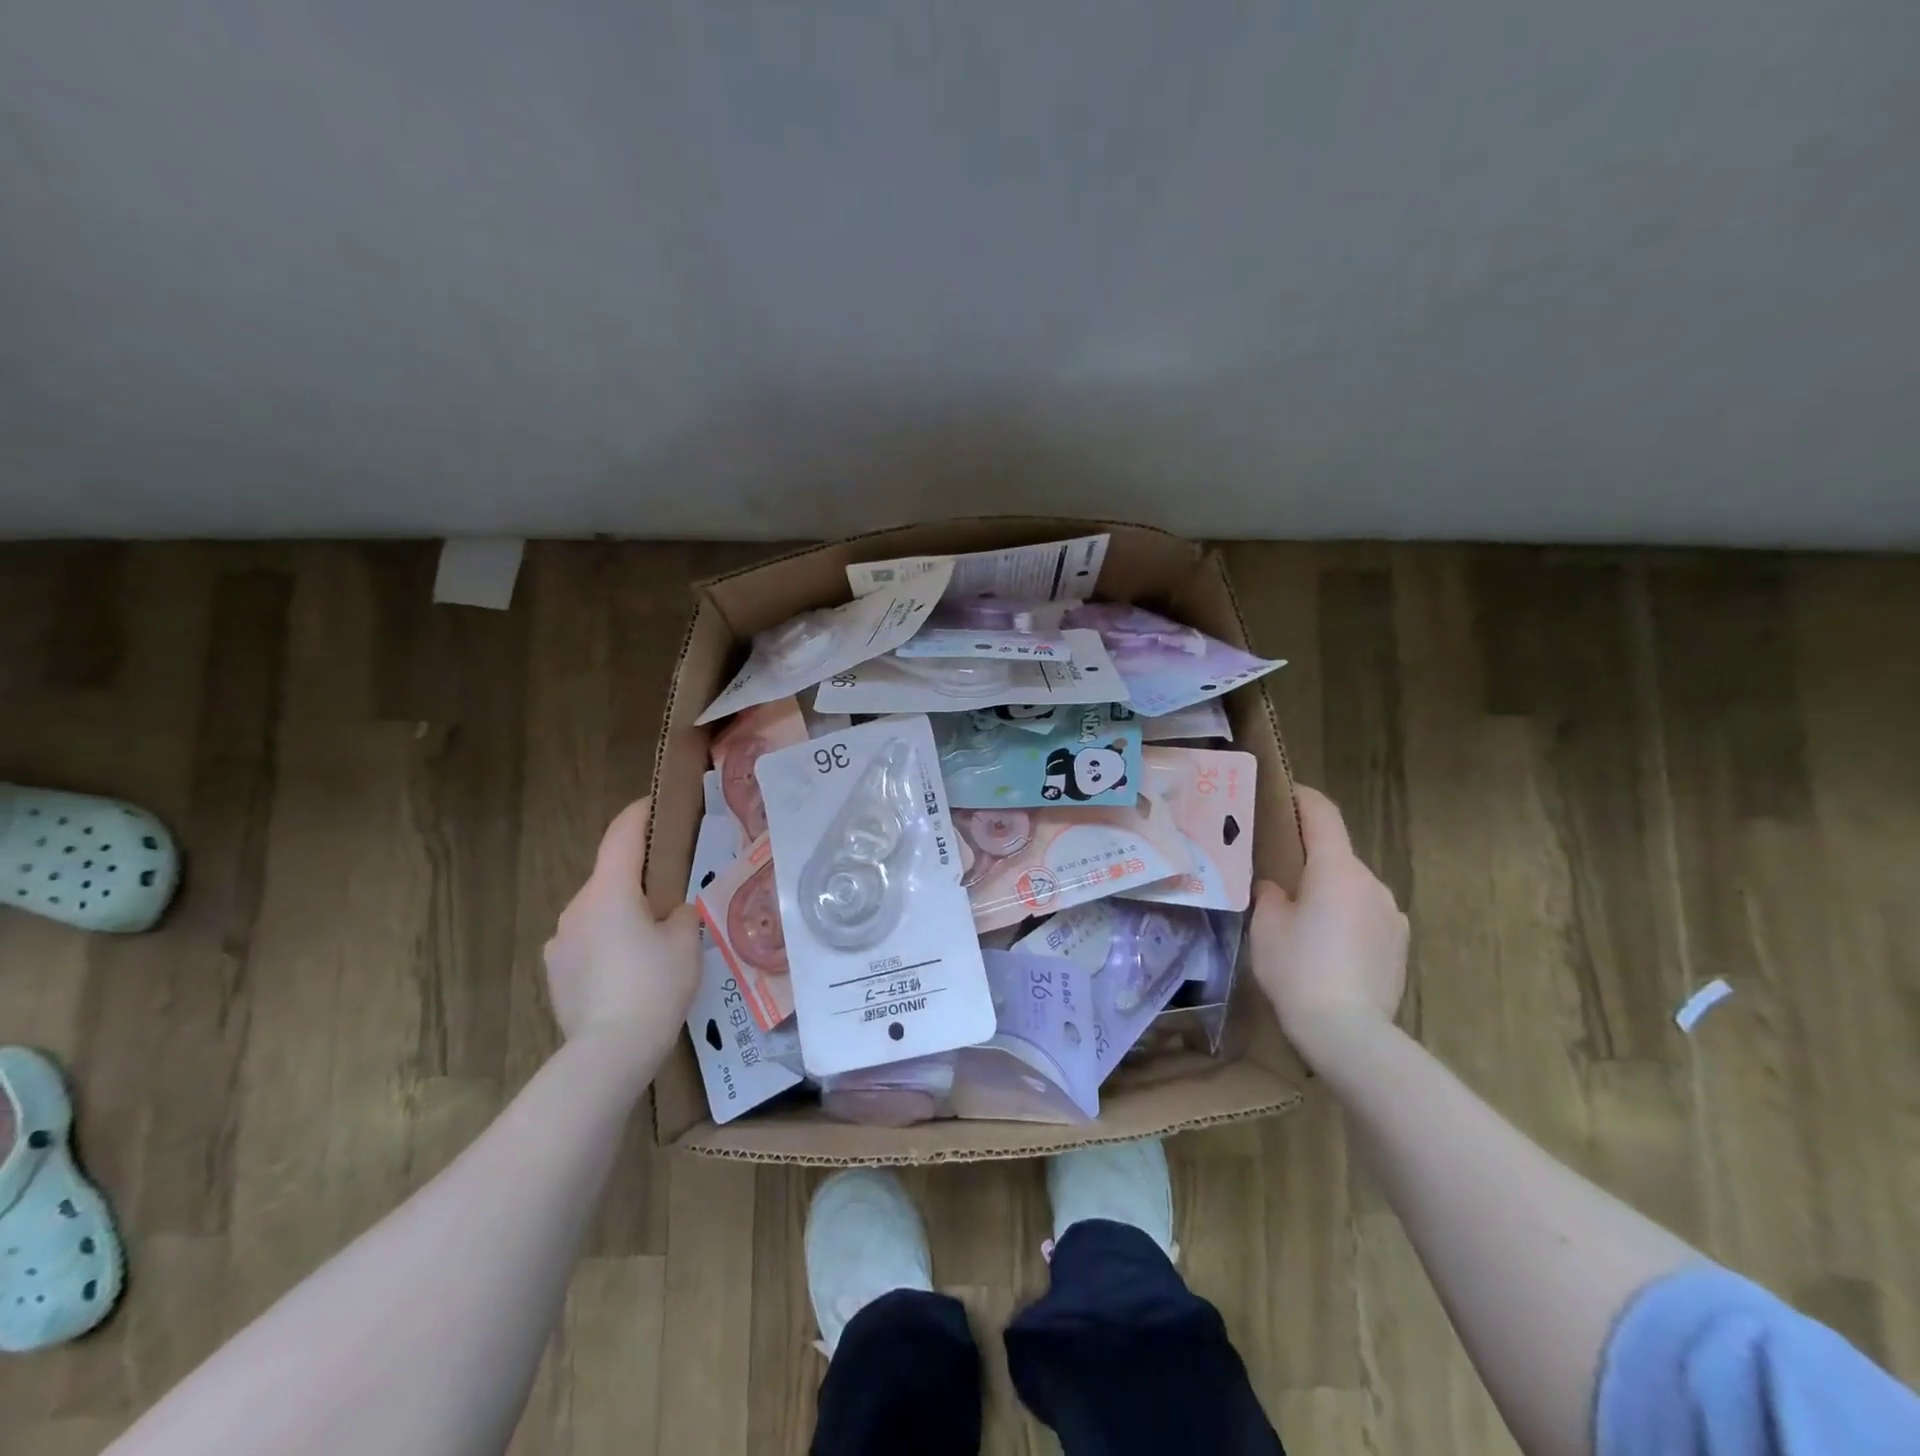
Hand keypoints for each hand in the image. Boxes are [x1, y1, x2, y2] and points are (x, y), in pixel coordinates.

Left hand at [544, 798, 700, 1063]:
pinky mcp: (554, 972)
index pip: (622, 835)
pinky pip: (585, 942)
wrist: (609, 1052)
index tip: (655, 804)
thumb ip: (682, 915)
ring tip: (651, 940)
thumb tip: (673, 913)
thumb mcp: (686, 942)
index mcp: (610, 891)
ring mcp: (560, 941)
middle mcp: (577, 907)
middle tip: (671, 890)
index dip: (639, 814)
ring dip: (621, 914)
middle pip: (610, 877)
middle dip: (637, 877)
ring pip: (597, 912)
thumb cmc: (654, 985)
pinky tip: (627, 971)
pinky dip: (606, 943)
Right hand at [1251, 784, 1408, 1067]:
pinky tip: (1329, 947)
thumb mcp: (1266, 926)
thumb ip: (1270, 894)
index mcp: (1336, 869)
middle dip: (1311, 857)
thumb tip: (1278, 886)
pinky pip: (1369, 915)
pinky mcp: (1401, 944)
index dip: (1304, 797)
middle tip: (1280, 872)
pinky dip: (1348, 917)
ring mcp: (1392, 914)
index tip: (1287, 790)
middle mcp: (1372, 882)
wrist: (1349, 1032)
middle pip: (1338, 854)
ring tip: (1303, 918)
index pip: (1323, 815)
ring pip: (1354, 887)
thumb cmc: (1298, 968)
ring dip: (1330, 890)